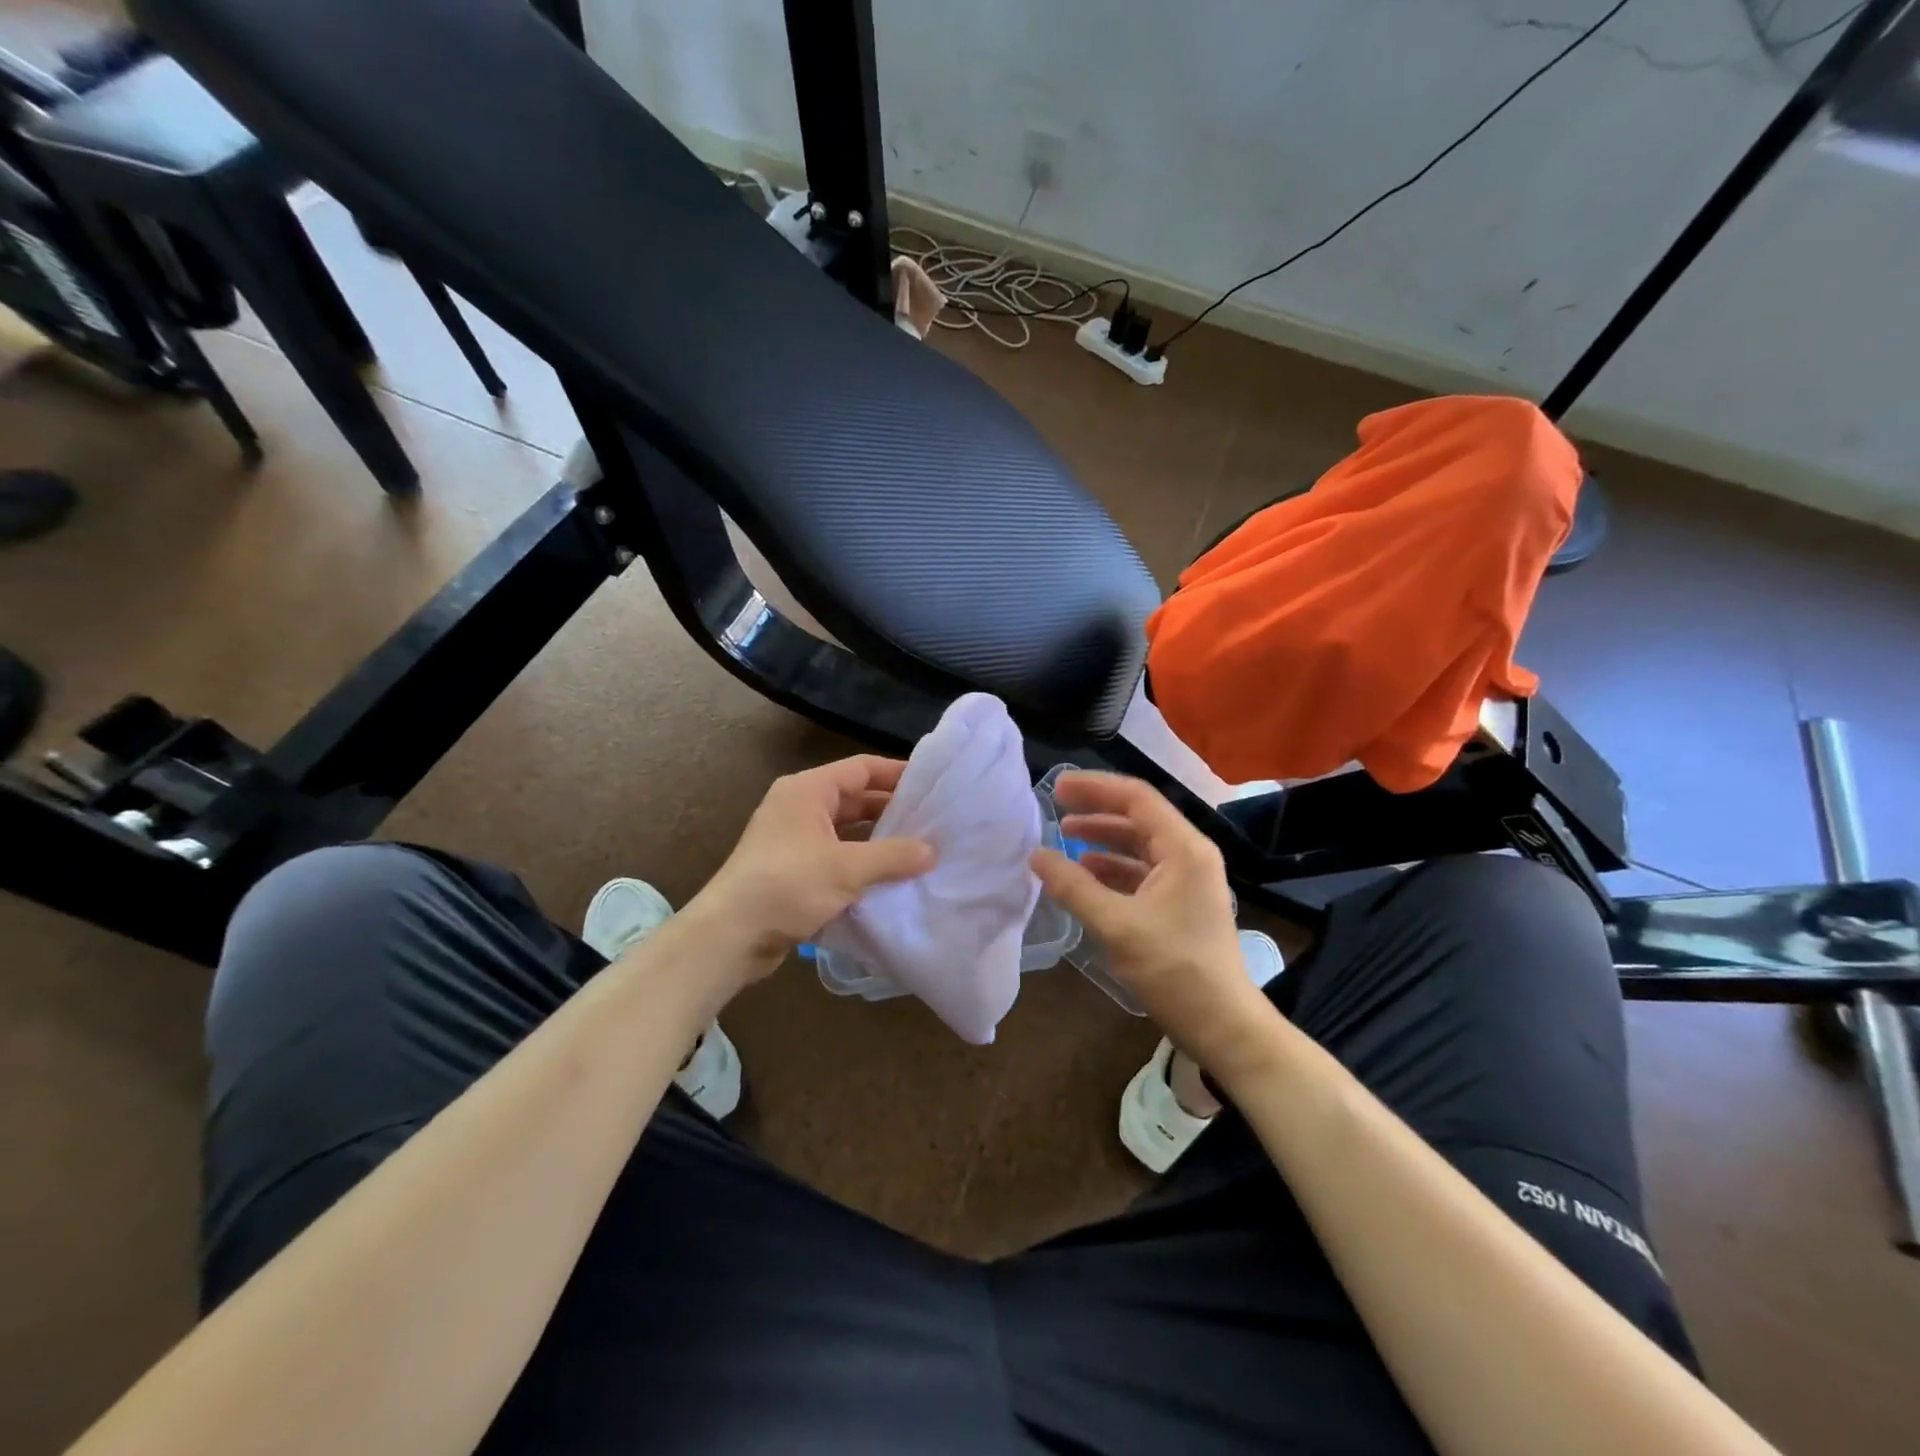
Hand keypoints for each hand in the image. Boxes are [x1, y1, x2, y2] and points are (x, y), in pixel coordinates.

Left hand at [690, 755, 935, 988]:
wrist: (730, 936)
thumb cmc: (786, 885)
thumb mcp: (846, 868)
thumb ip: (893, 856)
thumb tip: (932, 851)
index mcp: (808, 790)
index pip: (861, 768)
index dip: (897, 773)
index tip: (933, 786)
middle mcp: (800, 807)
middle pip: (855, 798)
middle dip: (893, 810)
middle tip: (934, 822)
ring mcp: (795, 839)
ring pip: (847, 830)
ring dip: (879, 840)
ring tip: (920, 850)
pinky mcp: (794, 870)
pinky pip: (837, 856)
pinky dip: (862, 863)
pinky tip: (890, 878)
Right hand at [1031, 771, 1279, 1079]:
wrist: (1223, 1026)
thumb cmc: (1174, 970)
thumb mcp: (1117, 926)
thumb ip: (1074, 887)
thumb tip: (1036, 855)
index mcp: (1184, 849)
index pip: (1137, 798)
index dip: (1095, 787)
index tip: (1057, 788)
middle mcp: (1190, 855)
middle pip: (1138, 817)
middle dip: (1097, 810)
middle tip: (1055, 807)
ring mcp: (1188, 880)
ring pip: (1139, 845)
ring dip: (1103, 839)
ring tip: (1065, 837)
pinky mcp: (1181, 903)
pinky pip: (1142, 871)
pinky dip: (1113, 868)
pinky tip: (1086, 875)